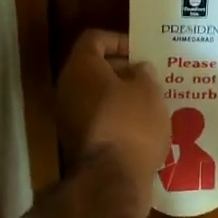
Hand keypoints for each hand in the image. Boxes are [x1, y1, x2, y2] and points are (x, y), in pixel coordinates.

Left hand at [56, 30, 167, 181]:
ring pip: (95, 96)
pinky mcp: (76, 142)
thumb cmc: (132, 124)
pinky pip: (97, 118)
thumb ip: (144, 72)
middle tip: (149, 76)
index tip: (141, 52)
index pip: (94, 39)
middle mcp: (67, 88)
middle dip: (122, 70)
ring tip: (150, 101)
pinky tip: (141, 126)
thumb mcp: (149, 91)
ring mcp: (67, 117)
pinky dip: (116, 117)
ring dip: (120, 95)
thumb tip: (138, 69)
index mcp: (81, 67)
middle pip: (93, 68)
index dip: (119, 40)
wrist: (112, 179)